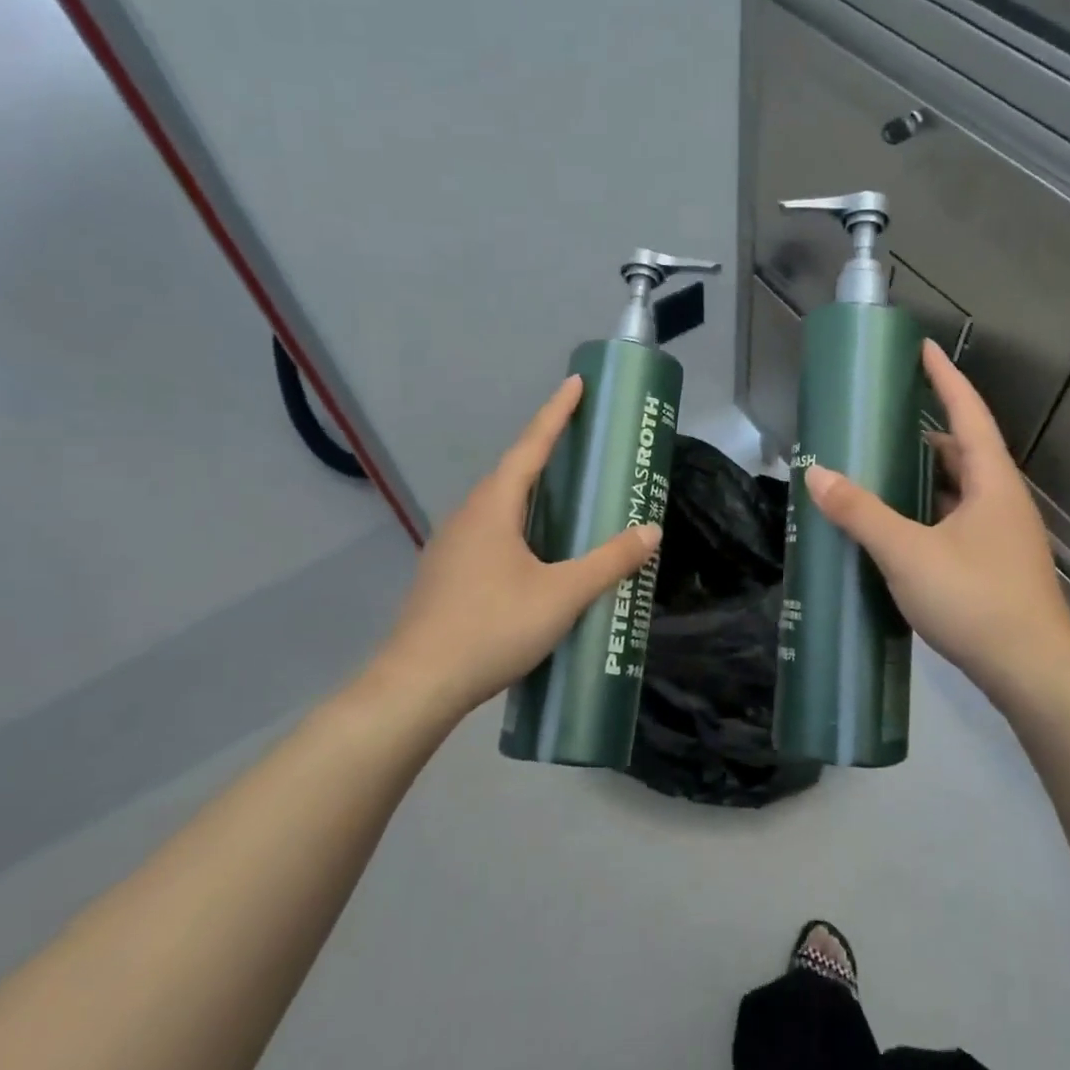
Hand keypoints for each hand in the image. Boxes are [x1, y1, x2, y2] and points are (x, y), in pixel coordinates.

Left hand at [371, 375, 660, 720]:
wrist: (417, 685)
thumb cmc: (492, 628)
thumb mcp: (562, 595)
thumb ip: (609, 562)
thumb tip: (651, 530)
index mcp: (493, 508)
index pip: (531, 447)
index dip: (556, 413)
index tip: (575, 383)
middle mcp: (467, 516)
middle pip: (512, 472)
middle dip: (545, 451)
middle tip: (580, 441)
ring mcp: (450, 546)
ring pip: (497, 506)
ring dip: (529, 491)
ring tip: (562, 495)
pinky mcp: (445, 575)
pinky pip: (488, 532)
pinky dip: (516, 524)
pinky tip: (532, 553)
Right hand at [803, 340, 1069, 711]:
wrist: (1034, 673)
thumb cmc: (975, 600)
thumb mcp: (908, 553)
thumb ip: (862, 513)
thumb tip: (817, 475)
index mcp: (991, 481)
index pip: (967, 412)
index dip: (944, 377)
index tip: (922, 348)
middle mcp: (1002, 500)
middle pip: (963, 450)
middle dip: (925, 430)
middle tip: (882, 420)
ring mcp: (1002, 535)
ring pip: (960, 489)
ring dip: (925, 475)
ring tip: (881, 470)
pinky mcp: (995, 565)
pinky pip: (957, 520)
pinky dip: (927, 511)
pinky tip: (899, 528)